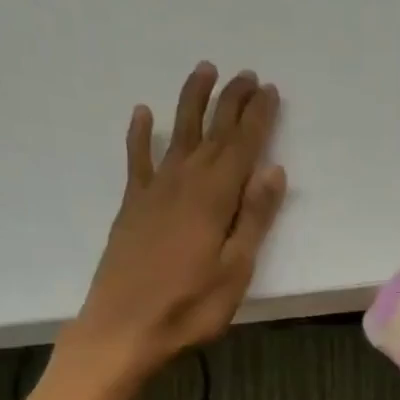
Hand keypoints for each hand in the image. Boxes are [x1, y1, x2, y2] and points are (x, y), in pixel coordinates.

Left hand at [69, 63, 287, 369]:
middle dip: (231, 101)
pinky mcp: (131, 207)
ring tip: (204, 71)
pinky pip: (137, 159)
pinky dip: (140, 135)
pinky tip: (143, 114)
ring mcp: (153, 191)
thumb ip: (253, 219)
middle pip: (211, 132)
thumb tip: (273, 170)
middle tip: (247, 75)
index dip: (257, 118)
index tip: (270, 90)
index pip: (241, 146)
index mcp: (214, 198)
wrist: (126, 327)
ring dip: (191, 102)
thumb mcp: (234, 271)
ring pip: (176, 134)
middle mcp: (183, 182)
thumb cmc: (189, 308)